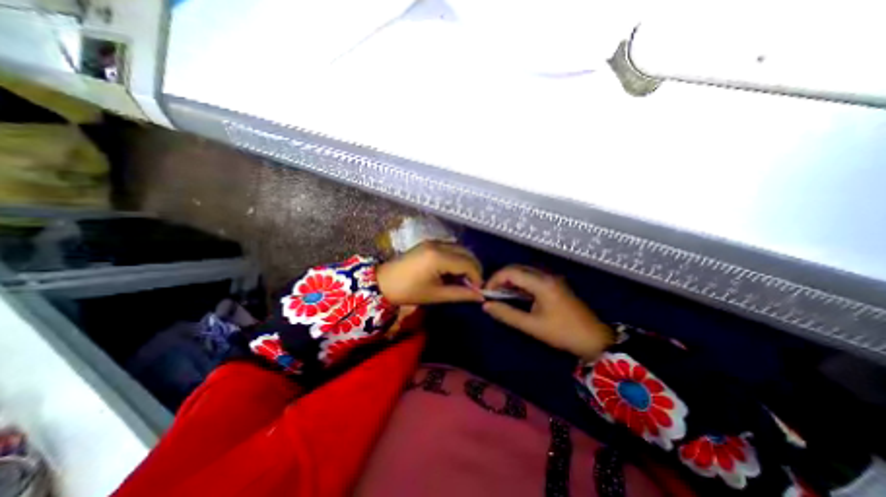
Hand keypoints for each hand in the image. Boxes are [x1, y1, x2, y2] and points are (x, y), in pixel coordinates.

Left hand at [376, 241, 482, 305]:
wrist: (383, 282)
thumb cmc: (408, 291)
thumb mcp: (436, 295)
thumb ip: (461, 294)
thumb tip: (480, 297)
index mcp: (439, 257)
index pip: (468, 263)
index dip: (477, 277)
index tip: (479, 290)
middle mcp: (438, 244)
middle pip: (466, 252)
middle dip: (474, 268)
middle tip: (474, 285)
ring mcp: (433, 241)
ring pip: (459, 248)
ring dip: (466, 262)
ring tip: (464, 279)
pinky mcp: (429, 243)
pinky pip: (450, 247)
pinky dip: (456, 258)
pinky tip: (453, 271)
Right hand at [483, 265, 613, 358]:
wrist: (595, 339)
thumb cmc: (562, 333)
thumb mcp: (532, 326)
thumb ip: (507, 314)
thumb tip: (486, 305)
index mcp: (541, 283)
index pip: (511, 272)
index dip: (495, 279)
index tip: (485, 292)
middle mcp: (546, 275)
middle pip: (517, 268)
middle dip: (501, 278)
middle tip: (490, 292)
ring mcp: (552, 278)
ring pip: (524, 271)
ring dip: (509, 279)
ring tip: (499, 293)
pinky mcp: (554, 284)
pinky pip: (532, 277)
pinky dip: (519, 283)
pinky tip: (514, 294)